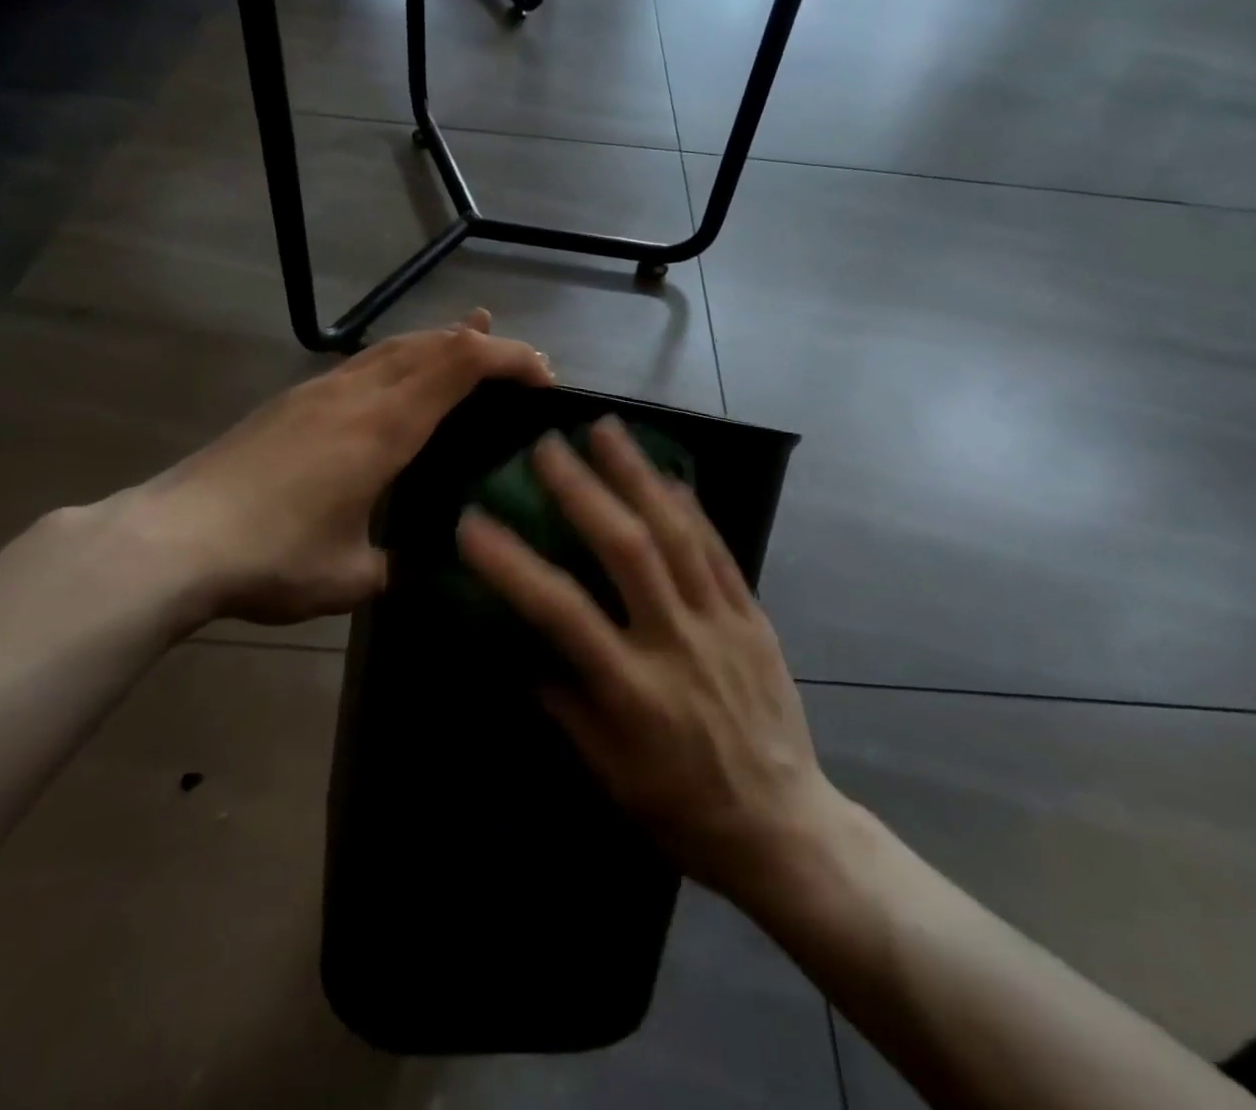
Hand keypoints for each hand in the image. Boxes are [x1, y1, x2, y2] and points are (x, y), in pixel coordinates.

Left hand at [107, 310, 552, 629]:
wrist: (172, 540)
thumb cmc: (273, 557)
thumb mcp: (350, 576)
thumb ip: (394, 565)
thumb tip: (411, 565)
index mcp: (385, 427)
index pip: (461, 365)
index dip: (509, 358)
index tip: (544, 377)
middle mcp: (357, 394)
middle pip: (433, 344)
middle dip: (485, 346)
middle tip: (522, 363)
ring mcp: (319, 392)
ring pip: (395, 346)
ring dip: (441, 342)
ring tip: (472, 339)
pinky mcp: (292, 402)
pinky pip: (363, 362)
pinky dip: (401, 357)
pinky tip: (398, 377)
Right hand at [456, 418, 840, 905]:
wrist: (783, 827)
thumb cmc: (683, 809)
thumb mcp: (609, 773)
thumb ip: (564, 704)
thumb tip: (524, 650)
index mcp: (632, 690)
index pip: (561, 612)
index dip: (512, 564)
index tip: (472, 522)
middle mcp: (677, 642)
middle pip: (627, 549)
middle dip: (583, 490)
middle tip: (547, 446)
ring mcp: (722, 622)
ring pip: (677, 532)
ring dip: (637, 475)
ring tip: (606, 429)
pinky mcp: (753, 614)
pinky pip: (718, 548)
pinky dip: (689, 506)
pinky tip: (667, 473)